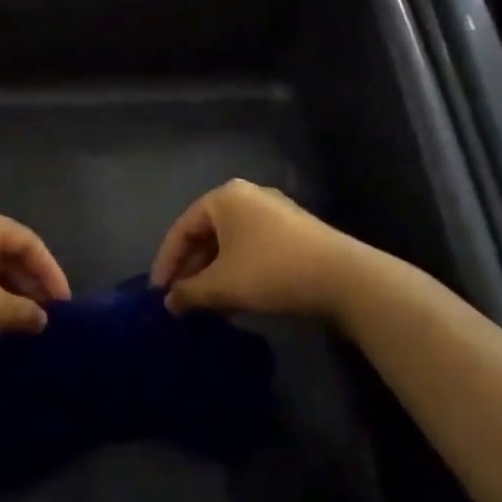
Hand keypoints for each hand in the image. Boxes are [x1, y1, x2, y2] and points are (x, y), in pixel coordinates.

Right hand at [150, 179, 360, 320]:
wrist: (343, 277)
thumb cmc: (270, 271)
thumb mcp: (221, 285)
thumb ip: (189, 293)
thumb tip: (170, 303)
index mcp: (224, 198)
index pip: (182, 229)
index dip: (166, 263)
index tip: (158, 294)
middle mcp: (247, 196)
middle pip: (207, 234)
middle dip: (192, 270)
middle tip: (181, 301)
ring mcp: (274, 212)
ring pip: (230, 243)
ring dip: (214, 274)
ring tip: (205, 306)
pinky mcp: (294, 231)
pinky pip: (252, 248)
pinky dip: (237, 271)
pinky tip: (235, 299)